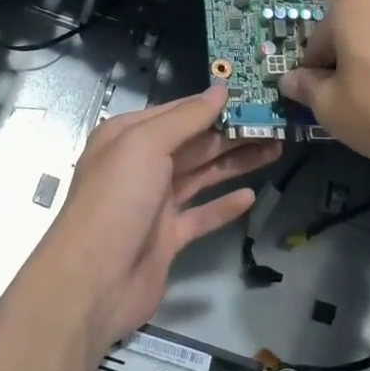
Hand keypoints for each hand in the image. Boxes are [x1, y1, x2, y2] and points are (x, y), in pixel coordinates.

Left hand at [14, 85, 280, 355]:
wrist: (94, 280)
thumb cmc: (116, 200)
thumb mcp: (145, 145)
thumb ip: (185, 118)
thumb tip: (219, 90)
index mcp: (128, 137)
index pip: (178, 112)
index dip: (214, 104)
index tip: (252, 96)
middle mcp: (140, 165)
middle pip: (194, 143)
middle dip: (232, 133)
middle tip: (276, 124)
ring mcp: (154, 203)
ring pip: (201, 176)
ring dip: (235, 163)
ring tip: (276, 149)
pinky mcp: (167, 238)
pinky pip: (200, 215)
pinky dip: (224, 206)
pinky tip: (249, 196)